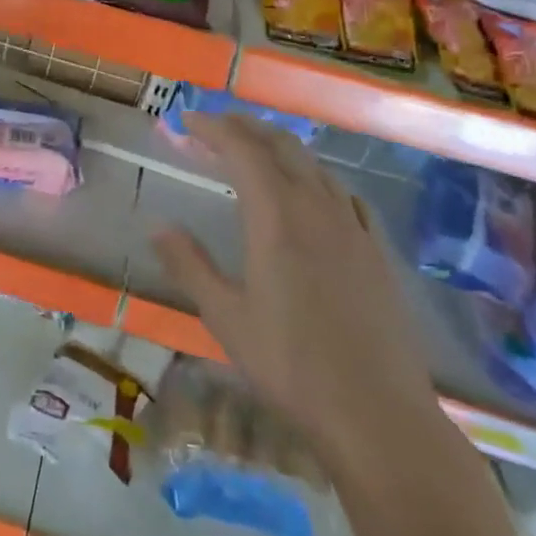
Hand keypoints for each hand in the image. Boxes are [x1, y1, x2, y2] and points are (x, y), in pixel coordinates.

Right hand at [154, 115, 441, 470]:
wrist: (378, 414)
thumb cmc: (290, 365)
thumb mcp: (225, 317)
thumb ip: (189, 265)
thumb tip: (157, 226)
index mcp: (277, 219)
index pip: (243, 151)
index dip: (214, 129)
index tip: (188, 121)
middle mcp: (318, 210)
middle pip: (283, 147)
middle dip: (247, 128)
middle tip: (216, 126)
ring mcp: (354, 229)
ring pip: (316, 167)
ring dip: (281, 149)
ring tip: (256, 153)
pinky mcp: (377, 252)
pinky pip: (344, 195)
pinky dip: (317, 178)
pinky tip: (313, 195)